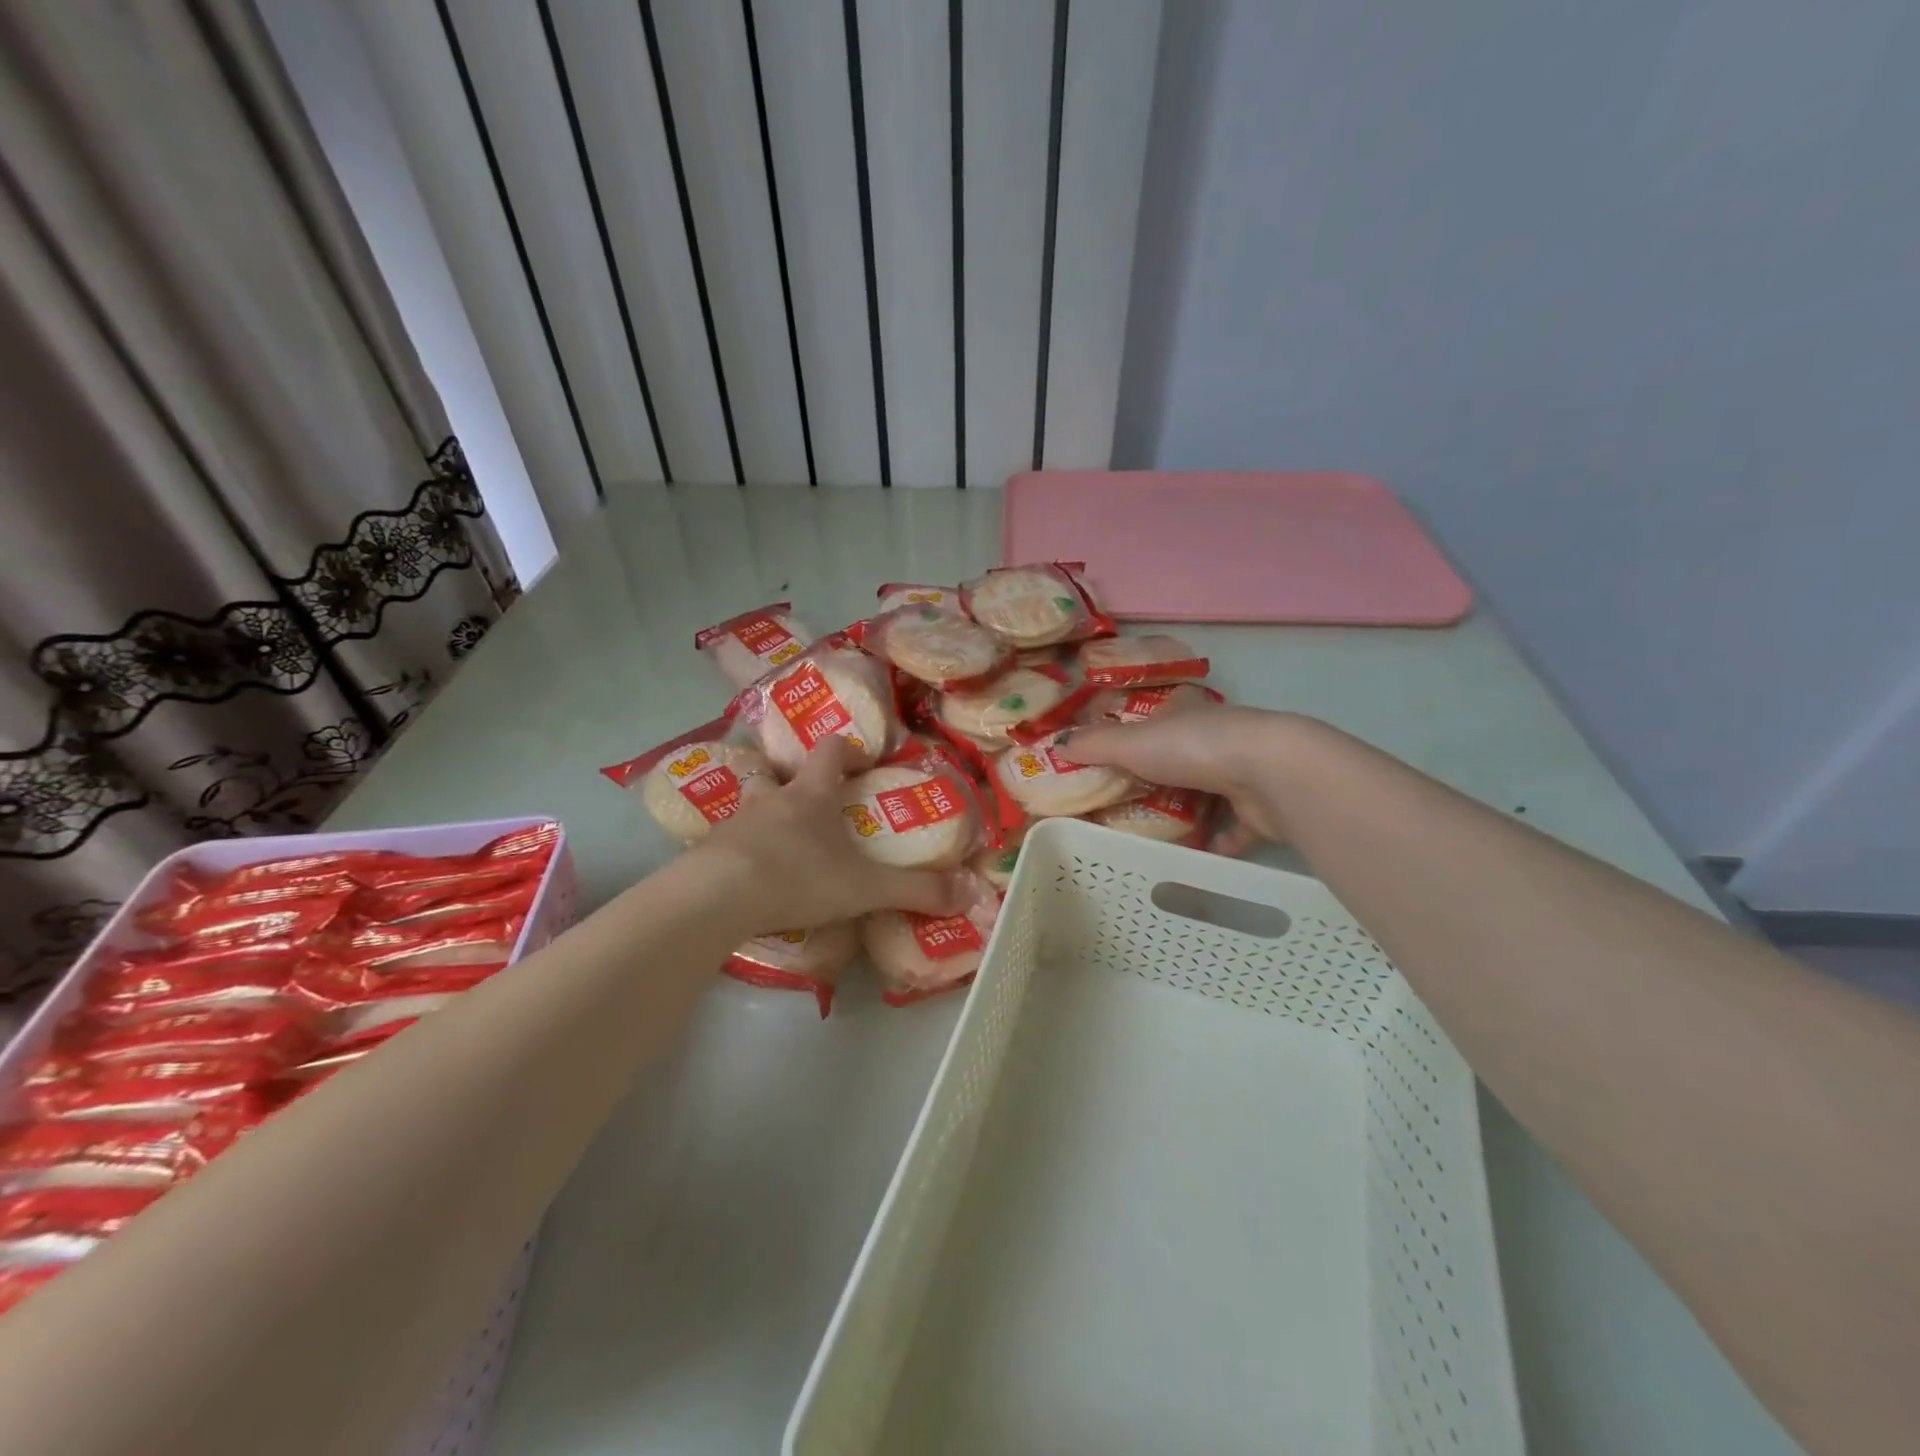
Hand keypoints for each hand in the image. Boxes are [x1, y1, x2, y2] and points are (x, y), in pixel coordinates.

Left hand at [685, 736, 966, 934]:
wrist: (715, 898)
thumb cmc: (797, 877)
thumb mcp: (865, 888)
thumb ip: (916, 890)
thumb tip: (970, 892)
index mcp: (810, 796)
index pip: (829, 751)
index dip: (846, 749)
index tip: (860, 760)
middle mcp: (771, 800)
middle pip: (777, 774)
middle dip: (792, 783)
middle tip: (809, 806)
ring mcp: (734, 824)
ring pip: (748, 807)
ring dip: (762, 818)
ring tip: (776, 845)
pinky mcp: (707, 853)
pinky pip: (726, 845)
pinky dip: (739, 854)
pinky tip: (748, 880)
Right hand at [1065, 707, 1303, 853]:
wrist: (1270, 773)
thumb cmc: (1193, 748)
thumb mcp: (1131, 743)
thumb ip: (1094, 744)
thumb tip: (1057, 743)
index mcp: (1187, 713)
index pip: (1162, 714)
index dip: (1142, 729)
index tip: (1120, 752)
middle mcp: (1218, 736)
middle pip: (1185, 754)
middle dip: (1162, 774)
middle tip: (1128, 800)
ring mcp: (1244, 770)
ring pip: (1210, 789)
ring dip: (1189, 808)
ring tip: (1156, 832)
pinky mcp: (1261, 807)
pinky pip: (1235, 828)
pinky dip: (1219, 842)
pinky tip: (1199, 855)